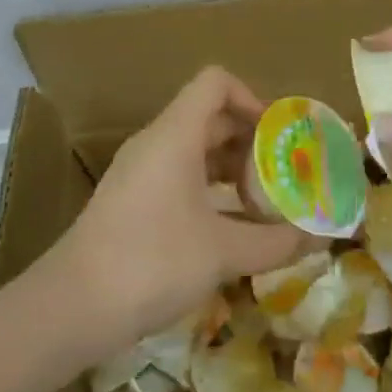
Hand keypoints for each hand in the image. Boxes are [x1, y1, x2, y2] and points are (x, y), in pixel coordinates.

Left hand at [53, 67, 304, 348]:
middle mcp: (155, 143)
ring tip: (262, 201)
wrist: (69, 308)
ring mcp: (138, 172)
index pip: (216, 83)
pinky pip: (177, 174)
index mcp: (175, 135)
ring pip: (193, 148)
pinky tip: (228, 226)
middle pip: (209, 116)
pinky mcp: (130, 200)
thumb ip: (276, 242)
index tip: (278, 136)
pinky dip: (207, 188)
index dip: (252, 98)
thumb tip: (321, 238)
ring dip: (230, 166)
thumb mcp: (223, 253)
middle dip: (250, 139)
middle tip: (282, 172)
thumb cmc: (152, 262)